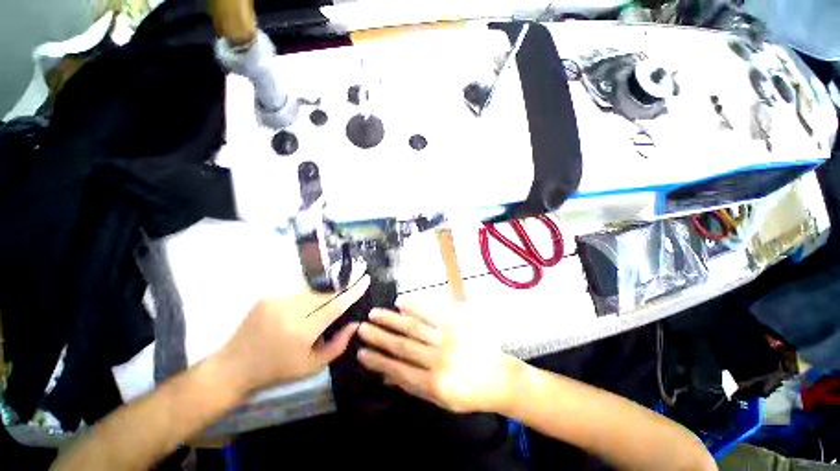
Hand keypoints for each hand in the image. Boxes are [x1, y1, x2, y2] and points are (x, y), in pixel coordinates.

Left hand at [217, 264, 369, 394]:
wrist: (233, 367)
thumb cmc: (277, 370)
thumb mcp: (312, 367)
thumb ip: (338, 345)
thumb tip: (355, 324)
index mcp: (303, 331)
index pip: (335, 305)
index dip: (353, 291)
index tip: (366, 278)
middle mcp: (290, 311)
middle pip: (326, 291)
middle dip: (345, 279)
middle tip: (360, 266)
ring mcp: (277, 301)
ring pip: (312, 290)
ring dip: (328, 286)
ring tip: (340, 279)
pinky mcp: (267, 297)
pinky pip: (297, 293)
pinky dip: (309, 294)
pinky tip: (312, 296)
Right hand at [356, 300, 520, 413]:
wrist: (499, 377)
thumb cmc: (469, 394)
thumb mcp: (440, 401)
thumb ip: (413, 387)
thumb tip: (387, 376)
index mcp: (434, 384)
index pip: (398, 369)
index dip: (378, 360)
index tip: (361, 352)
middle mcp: (438, 359)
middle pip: (403, 345)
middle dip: (379, 336)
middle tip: (362, 328)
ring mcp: (448, 338)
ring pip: (414, 326)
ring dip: (392, 319)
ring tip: (375, 313)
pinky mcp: (457, 324)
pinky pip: (433, 313)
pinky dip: (415, 306)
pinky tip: (402, 302)